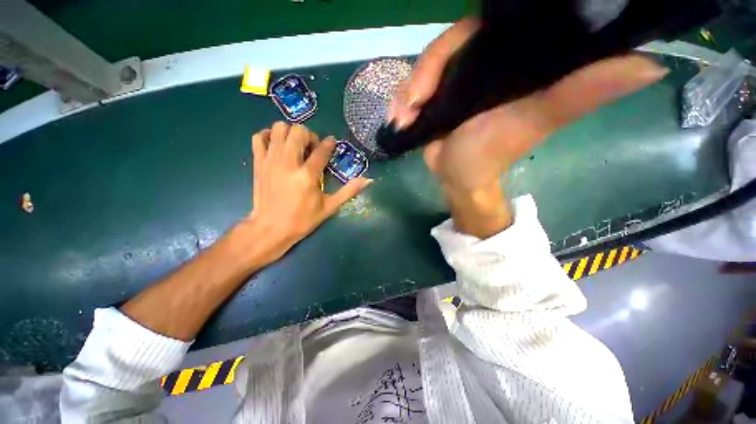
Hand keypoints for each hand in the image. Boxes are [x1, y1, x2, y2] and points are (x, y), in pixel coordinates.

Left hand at [244, 122, 370, 261]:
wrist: (270, 228)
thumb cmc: (302, 219)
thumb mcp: (329, 207)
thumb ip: (348, 191)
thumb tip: (368, 180)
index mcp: (307, 175)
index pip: (321, 150)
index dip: (329, 144)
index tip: (332, 143)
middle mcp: (288, 163)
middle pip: (299, 131)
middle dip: (310, 135)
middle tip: (313, 148)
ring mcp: (270, 160)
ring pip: (279, 128)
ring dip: (291, 133)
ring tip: (296, 146)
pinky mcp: (258, 162)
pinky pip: (259, 137)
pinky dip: (269, 135)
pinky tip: (278, 145)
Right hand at [390, 19, 668, 236]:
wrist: (458, 177)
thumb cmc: (491, 155)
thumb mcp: (534, 122)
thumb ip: (579, 93)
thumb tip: (649, 64)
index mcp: (510, 60)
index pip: (482, 28)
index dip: (456, 40)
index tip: (437, 67)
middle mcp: (481, 63)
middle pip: (445, 47)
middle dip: (423, 73)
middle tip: (412, 104)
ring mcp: (454, 81)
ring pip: (423, 69)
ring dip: (407, 91)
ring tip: (402, 117)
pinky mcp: (435, 98)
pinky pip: (411, 89)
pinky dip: (400, 102)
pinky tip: (397, 119)